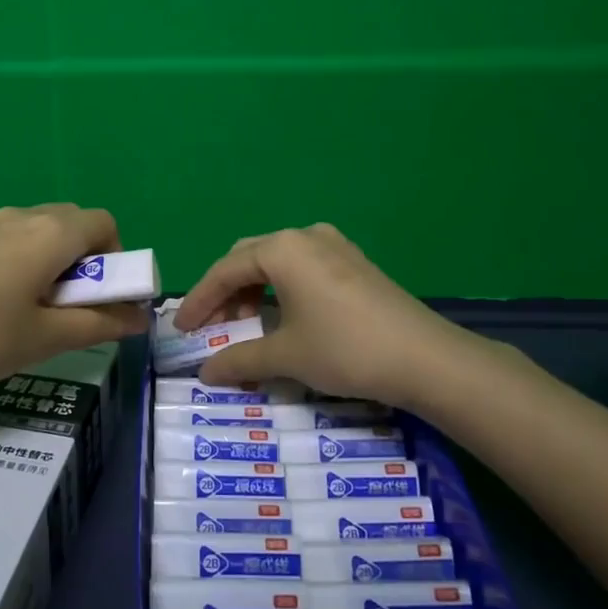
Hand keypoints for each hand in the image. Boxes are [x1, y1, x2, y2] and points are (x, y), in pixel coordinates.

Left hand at [0, 204, 147, 391]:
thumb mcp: (42, 339)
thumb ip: (98, 324)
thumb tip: (140, 316)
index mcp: (49, 234)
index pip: (105, 224)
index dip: (117, 259)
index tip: (102, 300)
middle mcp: (22, 217)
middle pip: (73, 224)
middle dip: (87, 263)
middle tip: (69, 311)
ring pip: (39, 234)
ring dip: (53, 265)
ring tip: (32, 316)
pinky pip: (10, 242)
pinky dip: (23, 266)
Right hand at [173, 223, 522, 409]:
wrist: (426, 358)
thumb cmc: (346, 349)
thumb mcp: (287, 356)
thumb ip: (240, 360)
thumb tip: (206, 372)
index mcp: (282, 249)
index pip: (225, 270)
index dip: (199, 301)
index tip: (181, 329)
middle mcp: (305, 236)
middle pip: (248, 258)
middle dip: (225, 291)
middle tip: (213, 327)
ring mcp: (334, 245)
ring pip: (276, 261)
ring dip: (253, 290)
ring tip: (245, 325)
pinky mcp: (354, 261)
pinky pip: (302, 267)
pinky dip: (281, 288)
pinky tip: (283, 316)